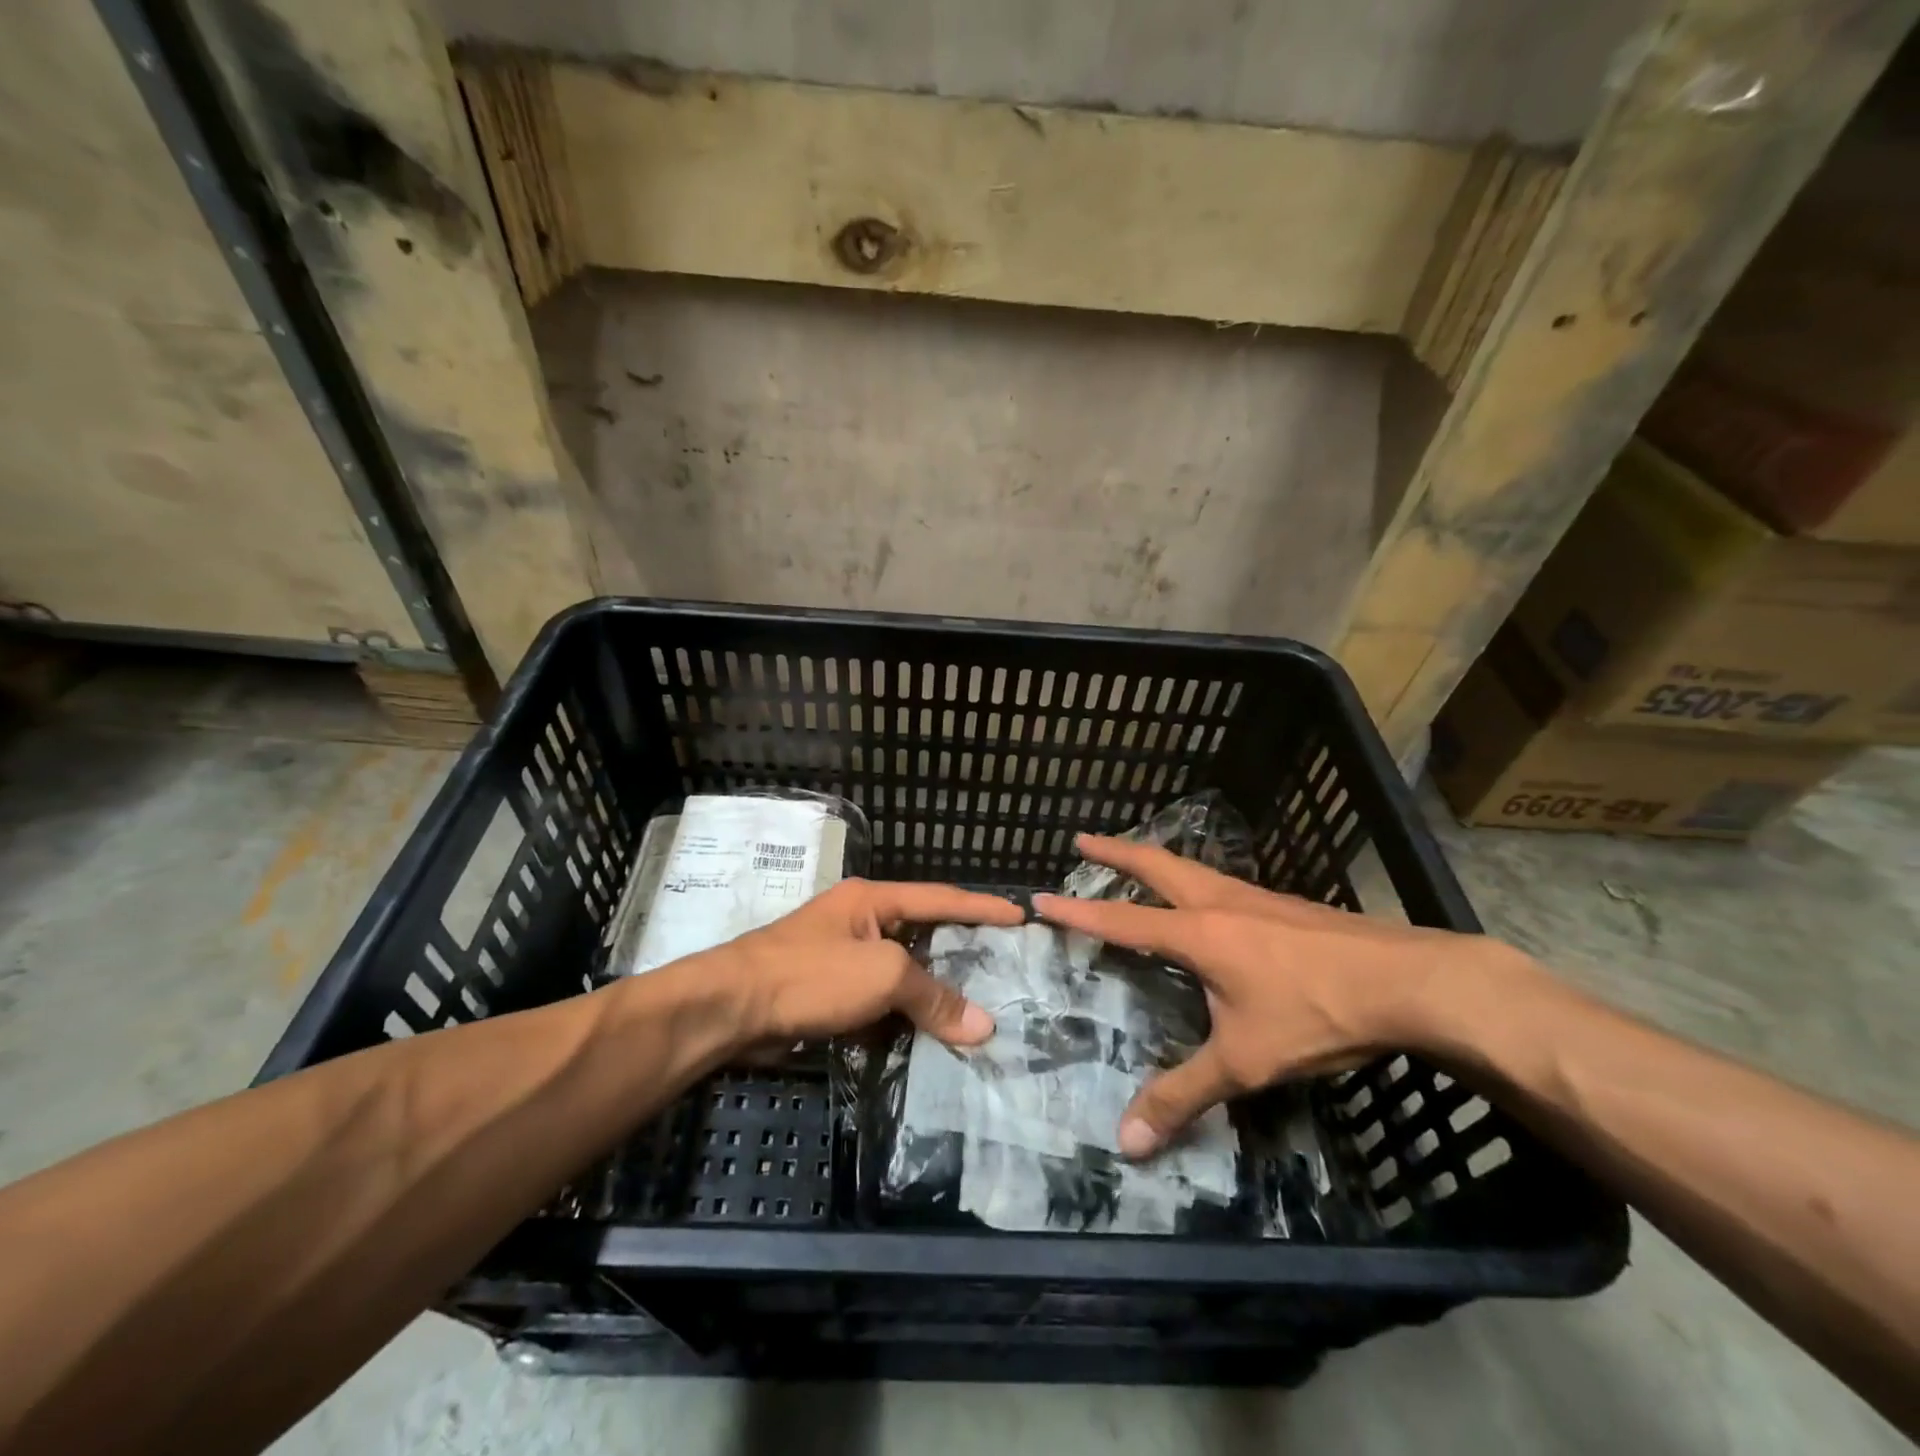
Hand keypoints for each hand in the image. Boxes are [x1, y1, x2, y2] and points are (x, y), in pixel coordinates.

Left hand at [710, 878, 1024, 1051]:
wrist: (732, 1007)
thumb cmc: (811, 974)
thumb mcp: (881, 975)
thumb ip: (933, 996)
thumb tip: (983, 1026)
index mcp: (873, 900)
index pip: (941, 898)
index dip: (983, 907)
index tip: (1021, 915)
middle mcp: (860, 920)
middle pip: (922, 935)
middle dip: (960, 952)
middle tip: (1005, 968)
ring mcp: (841, 955)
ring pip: (900, 972)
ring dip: (931, 992)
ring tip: (976, 1008)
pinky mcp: (827, 991)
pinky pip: (877, 1000)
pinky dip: (902, 1016)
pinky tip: (927, 1035)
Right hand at [1034, 834, 1520, 1157]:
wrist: (1408, 981)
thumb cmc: (1315, 1014)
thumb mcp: (1244, 1062)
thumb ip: (1183, 1095)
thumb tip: (1126, 1142)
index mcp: (1198, 933)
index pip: (1123, 920)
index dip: (1079, 912)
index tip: (1041, 897)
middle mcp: (1218, 901)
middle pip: (1155, 864)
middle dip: (1114, 850)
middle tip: (1081, 838)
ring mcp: (1253, 896)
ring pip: (1189, 866)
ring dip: (1153, 858)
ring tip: (1135, 857)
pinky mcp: (1282, 904)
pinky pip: (1219, 879)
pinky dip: (1190, 874)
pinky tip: (1205, 893)